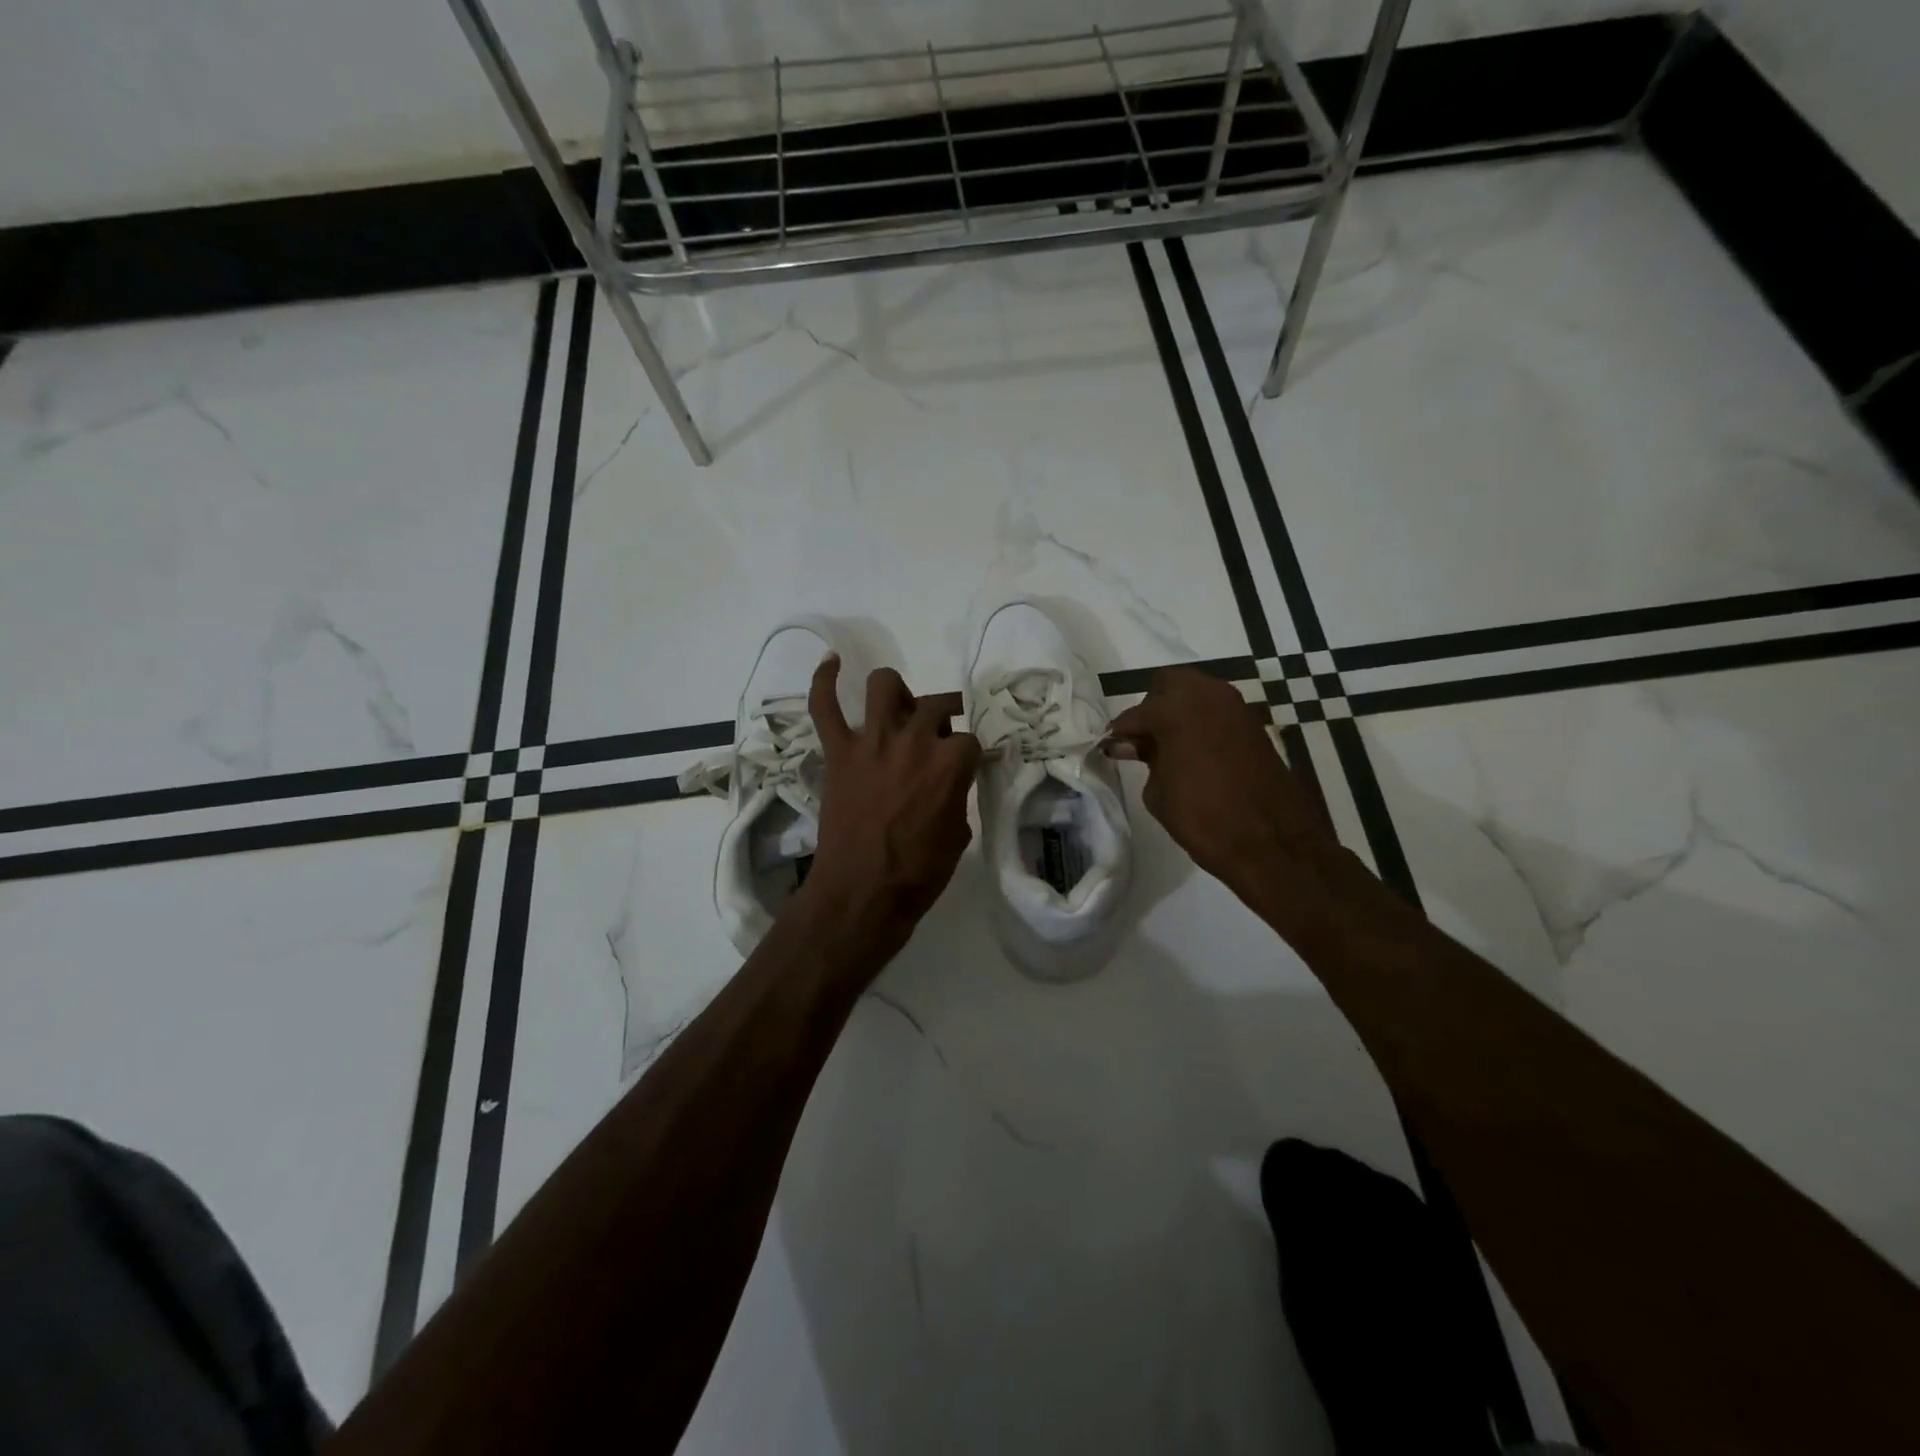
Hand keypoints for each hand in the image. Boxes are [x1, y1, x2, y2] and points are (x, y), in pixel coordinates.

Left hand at [798, 656, 980, 953]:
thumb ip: (956, 795)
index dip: (966, 755)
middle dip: (942, 719)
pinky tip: (832, 662)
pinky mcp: (838, 752)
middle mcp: (914, 740)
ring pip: (885, 685)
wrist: (862, 893)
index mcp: (950, 762)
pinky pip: (825, 706)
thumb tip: (948, 782)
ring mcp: (872, 741)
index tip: (961, 769)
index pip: (969, 740)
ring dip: (898, 691)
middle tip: (936, 739)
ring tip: (899, 708)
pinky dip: (824, 681)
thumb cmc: (918, 873)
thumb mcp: (958, 835)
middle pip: (936, 705)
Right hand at [1106, 667, 1332, 896]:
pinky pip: (1217, 712)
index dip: (1120, 732)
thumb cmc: (1202, 817)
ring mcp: (1236, 707)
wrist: (1270, 842)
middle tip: (1142, 740)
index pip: (1136, 713)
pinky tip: (1193, 752)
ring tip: (1167, 747)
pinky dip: (1201, 724)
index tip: (1110, 746)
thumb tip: (1133, 745)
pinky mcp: (1254, 725)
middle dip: (1152, 708)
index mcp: (1176, 708)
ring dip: (1179, 713)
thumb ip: (1145, 758)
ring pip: (1196, 694)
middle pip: (1169, 685)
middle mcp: (1207, 696)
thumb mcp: (1157, 791)